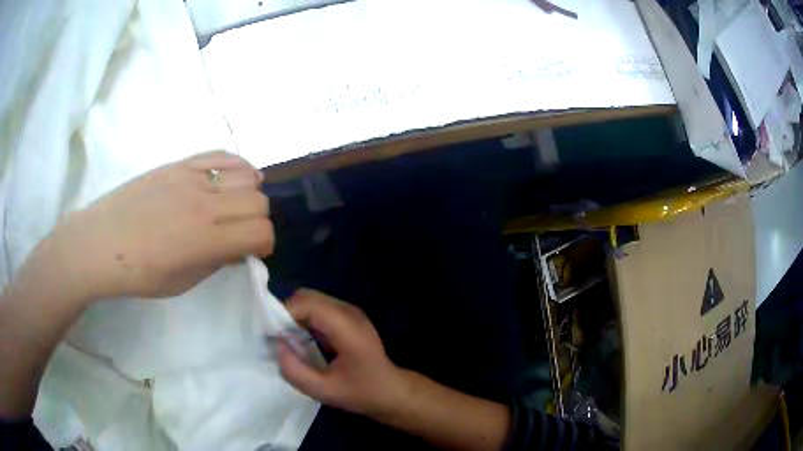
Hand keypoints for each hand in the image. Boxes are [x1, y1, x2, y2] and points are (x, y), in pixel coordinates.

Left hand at [44, 151, 273, 301]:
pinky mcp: (179, 163)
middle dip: (258, 220)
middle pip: (258, 201)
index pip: (260, 232)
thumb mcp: (182, 283)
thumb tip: (236, 248)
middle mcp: (204, 202)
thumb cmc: (139, 273)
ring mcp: (191, 177)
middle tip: (241, 232)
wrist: (101, 243)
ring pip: (246, 174)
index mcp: (204, 239)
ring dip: (249, 193)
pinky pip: (221, 154)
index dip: (263, 244)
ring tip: (235, 205)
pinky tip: (229, 179)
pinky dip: (236, 166)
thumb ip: (216, 262)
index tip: (252, 251)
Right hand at [277, 289, 411, 418]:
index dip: (283, 314)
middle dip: (287, 314)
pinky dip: (305, 320)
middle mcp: (348, 312)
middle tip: (278, 339)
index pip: (306, 303)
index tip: (271, 335)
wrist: (392, 392)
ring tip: (288, 342)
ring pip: (311, 300)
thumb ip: (295, 371)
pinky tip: (303, 341)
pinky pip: (319, 309)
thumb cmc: (362, 393)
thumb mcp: (324, 391)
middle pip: (307, 297)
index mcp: (346, 327)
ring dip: (295, 316)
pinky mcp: (348, 318)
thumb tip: (277, 346)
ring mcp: (350, 312)